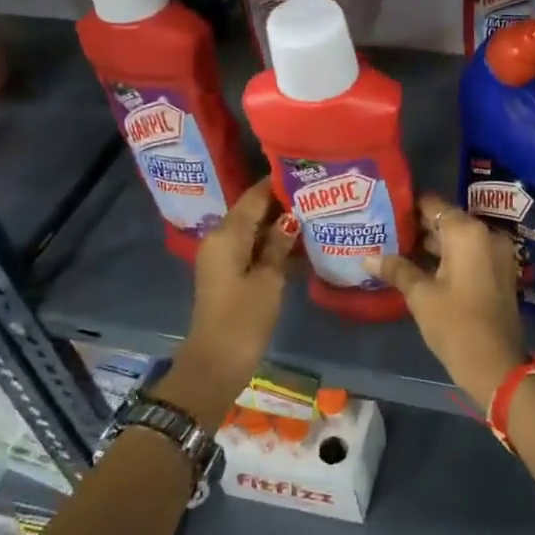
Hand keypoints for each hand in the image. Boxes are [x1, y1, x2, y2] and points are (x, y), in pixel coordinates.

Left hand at [176, 181, 294, 408]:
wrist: (217, 362)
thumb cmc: (244, 318)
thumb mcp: (269, 279)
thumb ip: (280, 245)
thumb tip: (292, 217)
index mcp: (226, 234)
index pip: (254, 196)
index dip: (278, 184)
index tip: (306, 173)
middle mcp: (220, 239)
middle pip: (253, 211)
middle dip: (282, 204)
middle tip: (317, 195)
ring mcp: (223, 258)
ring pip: (254, 230)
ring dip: (279, 225)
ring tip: (315, 215)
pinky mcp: (228, 274)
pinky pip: (252, 248)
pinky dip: (272, 245)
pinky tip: (300, 244)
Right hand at [365, 192, 525, 412]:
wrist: (497, 366)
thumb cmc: (456, 325)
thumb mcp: (421, 296)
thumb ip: (397, 269)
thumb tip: (367, 257)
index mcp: (468, 232)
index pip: (433, 204)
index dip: (407, 205)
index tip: (382, 208)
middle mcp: (485, 235)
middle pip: (445, 220)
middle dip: (415, 226)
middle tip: (382, 229)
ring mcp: (495, 254)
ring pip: (456, 239)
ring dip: (429, 244)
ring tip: (392, 247)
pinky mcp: (496, 273)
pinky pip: (467, 255)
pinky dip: (445, 257)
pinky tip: (416, 266)